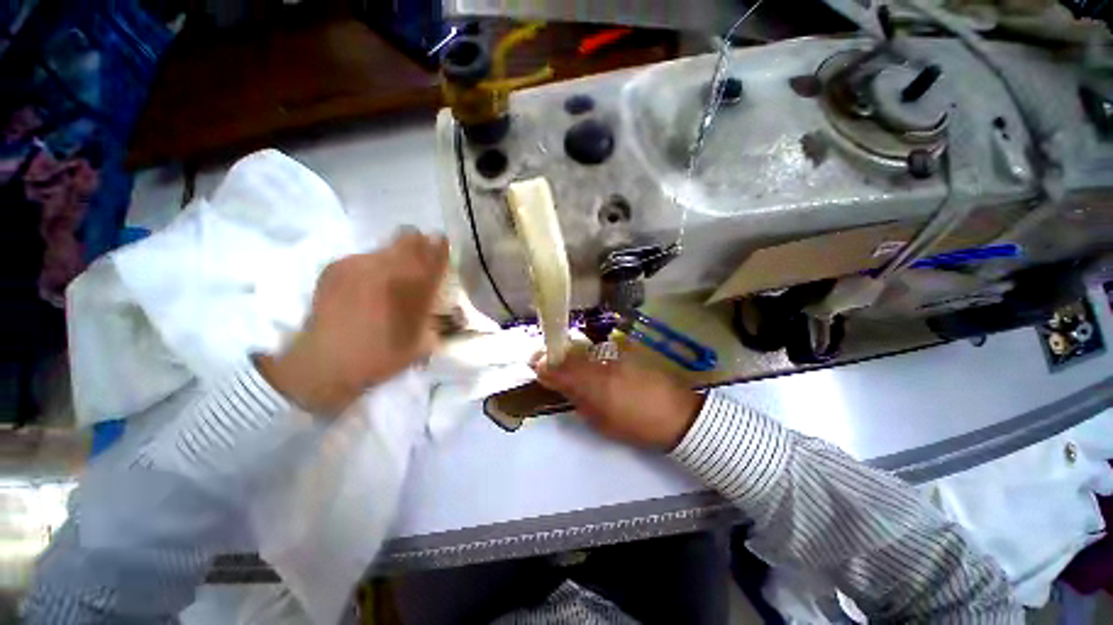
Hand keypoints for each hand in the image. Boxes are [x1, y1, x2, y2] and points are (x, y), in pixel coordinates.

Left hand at [258, 229, 448, 415]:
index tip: (442, 248)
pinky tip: (363, 288)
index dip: (442, 247)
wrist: (326, 362)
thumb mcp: (424, 342)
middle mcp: (389, 268)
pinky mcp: (336, 267)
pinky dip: (369, 268)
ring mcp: (359, 264)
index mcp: (415, 286)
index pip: (436, 252)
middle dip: (418, 245)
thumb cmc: (382, 355)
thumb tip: (453, 311)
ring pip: (385, 247)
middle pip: (410, 237)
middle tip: (417, 260)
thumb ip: (439, 319)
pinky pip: (363, 258)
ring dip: (393, 258)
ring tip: (387, 280)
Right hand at [533, 349, 703, 450]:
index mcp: (594, 384)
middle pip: (569, 350)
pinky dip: (588, 352)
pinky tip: (590, 361)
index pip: (559, 367)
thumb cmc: (637, 424)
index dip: (543, 363)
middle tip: (545, 361)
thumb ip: (576, 398)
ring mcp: (616, 352)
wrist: (678, 415)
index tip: (534, 364)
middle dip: (554, 354)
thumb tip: (558, 383)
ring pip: (583, 346)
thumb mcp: (601, 420)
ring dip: (570, 352)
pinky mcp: (627, 350)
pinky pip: (599, 347)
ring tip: (566, 361)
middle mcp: (602, 361)